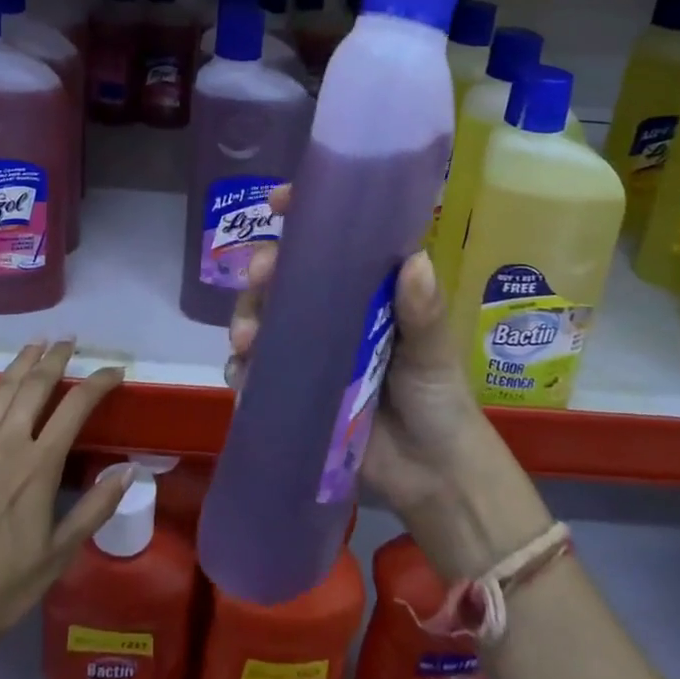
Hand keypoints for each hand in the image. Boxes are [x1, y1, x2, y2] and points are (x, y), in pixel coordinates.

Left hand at [0, 341, 129, 652]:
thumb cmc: (2, 588)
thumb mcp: (58, 556)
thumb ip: (94, 509)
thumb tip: (129, 470)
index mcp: (39, 466)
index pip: (76, 408)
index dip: (98, 383)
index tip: (115, 371)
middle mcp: (7, 445)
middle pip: (35, 387)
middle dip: (56, 358)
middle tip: (70, 340)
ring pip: (1, 390)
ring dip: (21, 362)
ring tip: (36, 342)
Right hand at [229, 187, 547, 578]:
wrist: (431, 477)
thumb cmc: (439, 399)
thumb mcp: (433, 352)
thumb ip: (422, 311)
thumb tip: (414, 261)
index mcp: (364, 289)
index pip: (330, 240)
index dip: (302, 214)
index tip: (278, 201)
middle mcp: (330, 310)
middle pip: (284, 275)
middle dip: (263, 269)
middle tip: (259, 277)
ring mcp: (307, 349)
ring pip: (261, 317)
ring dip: (245, 318)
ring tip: (246, 340)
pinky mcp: (291, 388)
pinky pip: (254, 370)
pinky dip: (241, 369)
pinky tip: (242, 376)